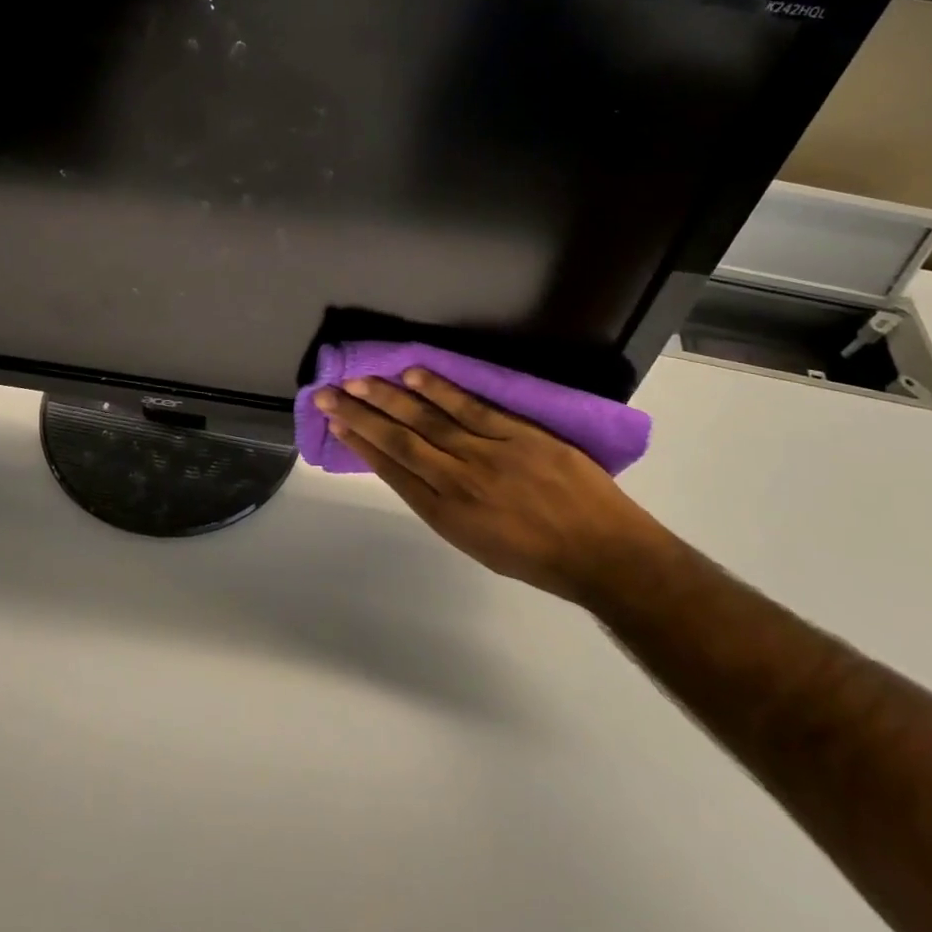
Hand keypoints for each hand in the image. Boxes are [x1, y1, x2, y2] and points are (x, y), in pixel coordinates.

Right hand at [314, 371, 658, 601]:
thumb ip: (441, 505)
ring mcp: (487, 454)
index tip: (336, 424)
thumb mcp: (477, 542)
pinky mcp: (517, 434)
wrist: (603, 552)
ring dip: (389, 397)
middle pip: (399, 441)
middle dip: (360, 416)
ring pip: (427, 420)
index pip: (392, 471)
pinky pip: (470, 407)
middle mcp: (457, 482)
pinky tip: (413, 374)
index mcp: (446, 514)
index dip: (361, 445)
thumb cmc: (538, 557)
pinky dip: (439, 390)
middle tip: (328, 394)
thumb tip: (412, 469)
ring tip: (358, 380)